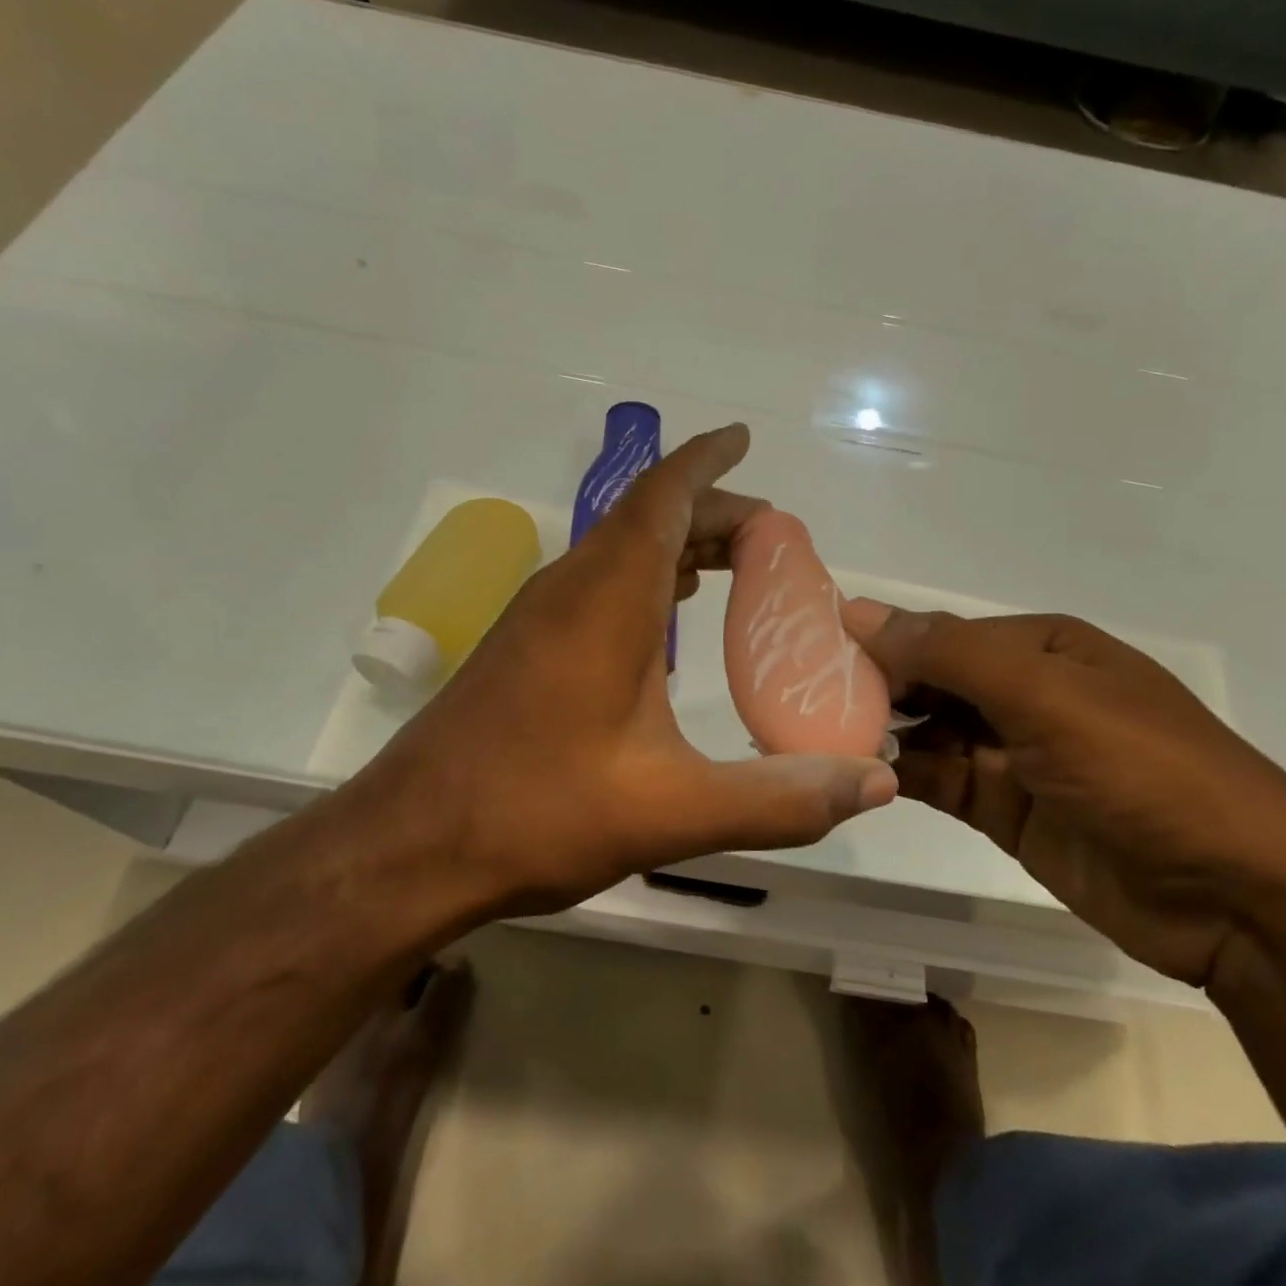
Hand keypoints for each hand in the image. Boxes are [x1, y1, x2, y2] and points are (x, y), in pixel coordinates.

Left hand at [343, 425, 897, 918]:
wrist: (409, 846)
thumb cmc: (538, 812)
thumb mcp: (673, 810)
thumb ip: (779, 798)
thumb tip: (876, 783)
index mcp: (607, 599)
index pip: (662, 497)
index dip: (706, 461)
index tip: (743, 439)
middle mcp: (569, 589)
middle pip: (645, 518)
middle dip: (709, 511)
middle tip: (770, 537)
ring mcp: (538, 617)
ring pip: (618, 551)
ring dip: (675, 544)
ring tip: (732, 567)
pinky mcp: (522, 649)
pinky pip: (596, 585)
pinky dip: (644, 580)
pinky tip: (667, 622)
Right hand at [840, 603, 1285, 985]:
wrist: (1238, 901)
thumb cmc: (1144, 773)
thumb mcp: (1046, 696)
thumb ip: (949, 652)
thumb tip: (857, 610)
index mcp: (1041, 649)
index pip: (941, 633)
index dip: (883, 642)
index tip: (814, 658)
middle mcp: (1025, 693)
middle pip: (932, 679)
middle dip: (876, 687)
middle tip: (803, 700)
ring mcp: (1015, 754)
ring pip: (929, 730)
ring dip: (881, 731)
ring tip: (815, 736)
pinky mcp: (1006, 809)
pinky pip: (940, 778)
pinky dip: (901, 773)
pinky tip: (856, 771)